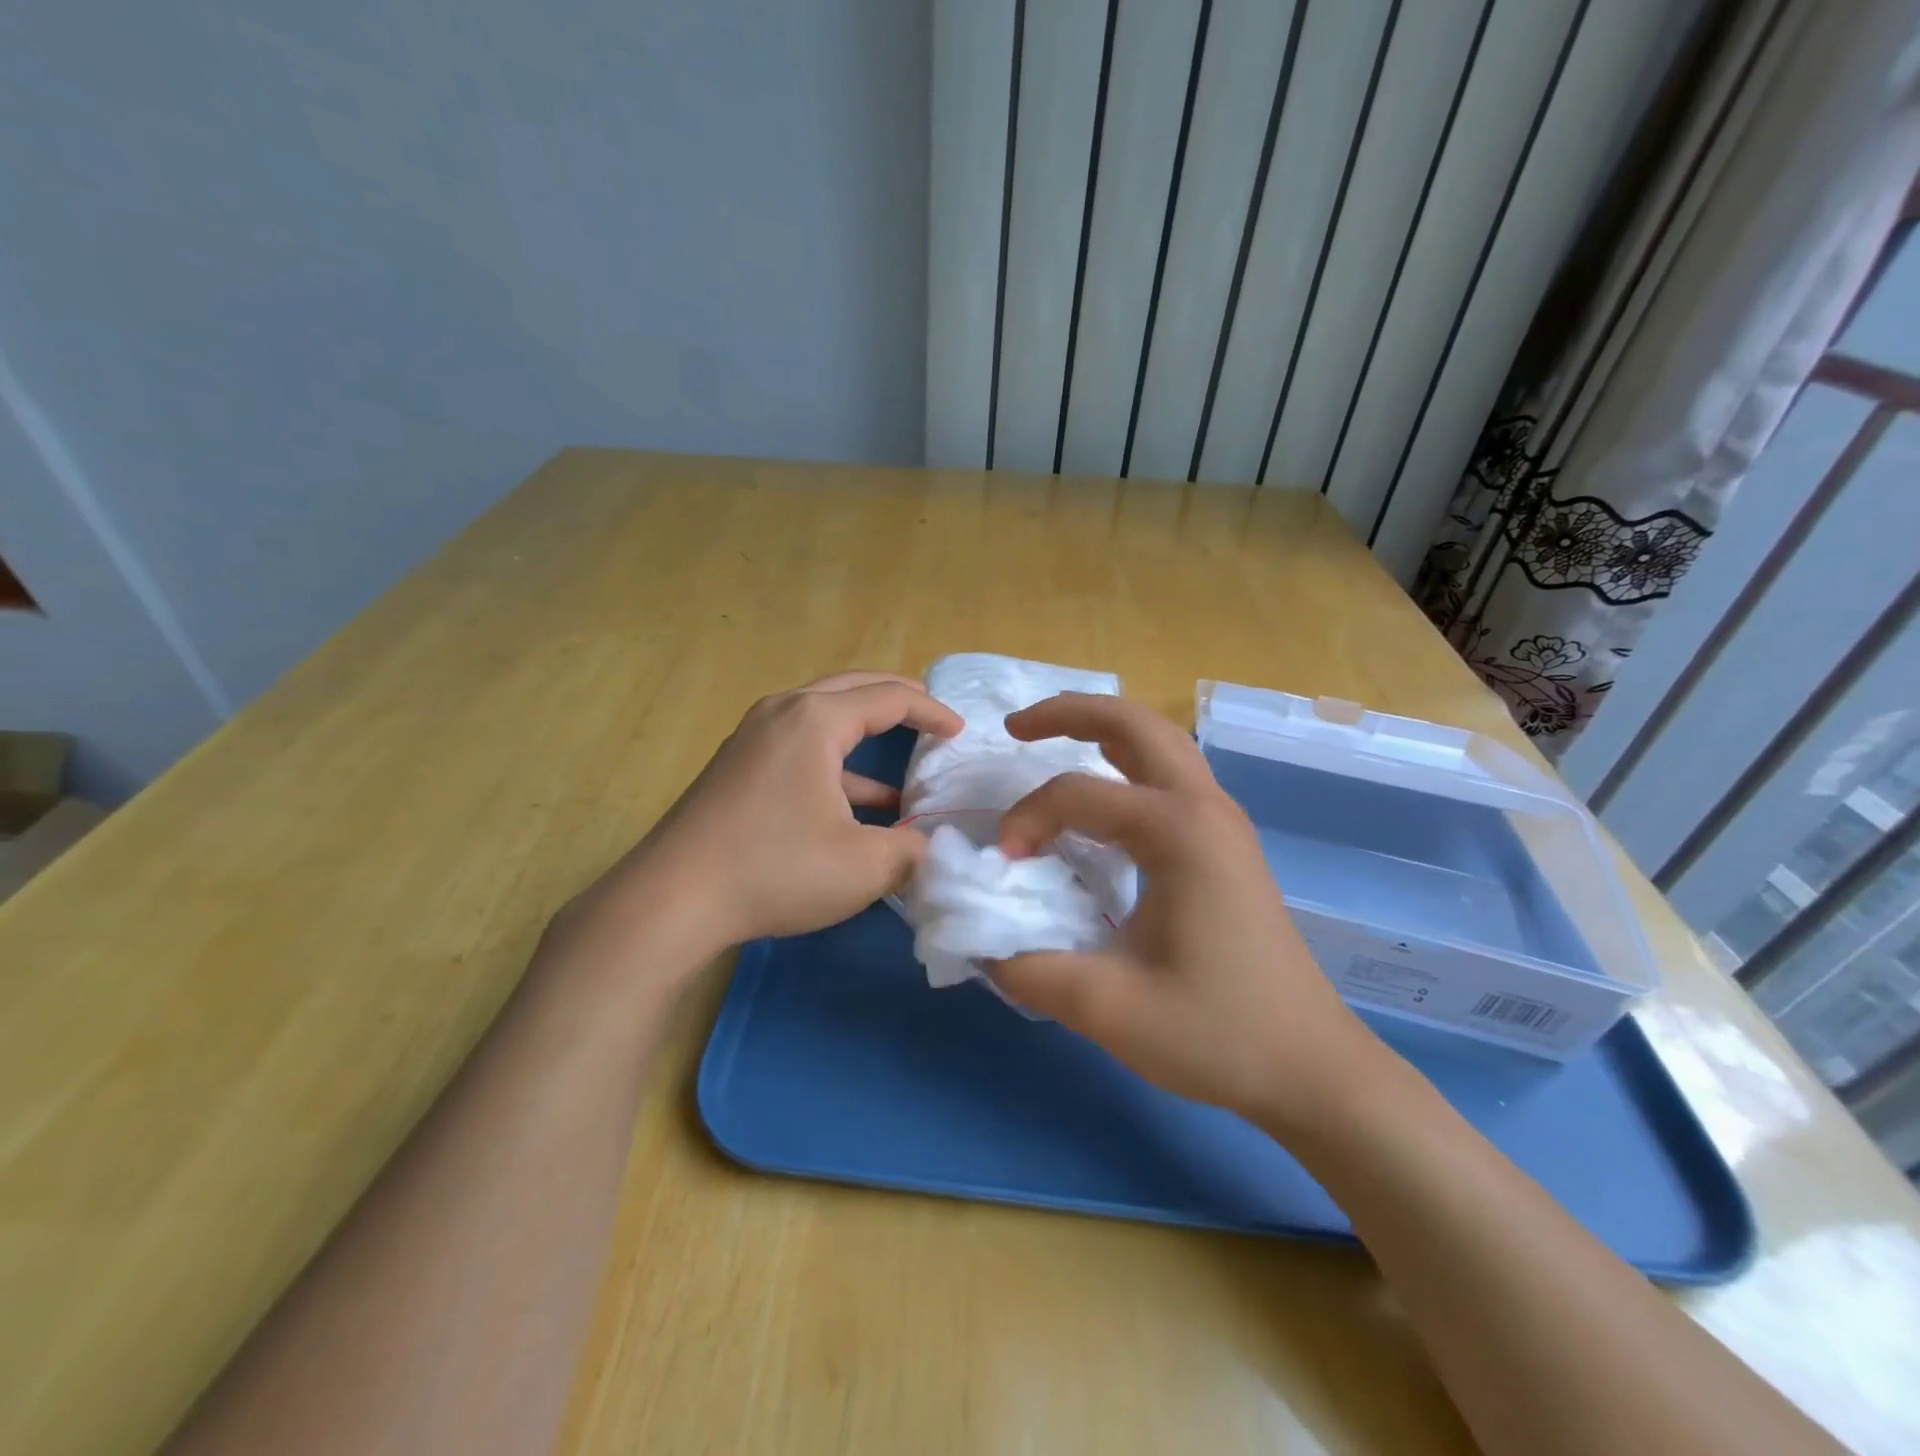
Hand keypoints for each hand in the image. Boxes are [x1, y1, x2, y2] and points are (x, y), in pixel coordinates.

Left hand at [554, 672, 962, 976]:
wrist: (671, 901)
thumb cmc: (775, 870)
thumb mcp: (863, 866)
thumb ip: (912, 851)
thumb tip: (930, 847)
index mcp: (815, 719)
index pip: (888, 697)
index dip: (931, 711)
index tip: (960, 732)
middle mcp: (782, 713)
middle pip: (853, 690)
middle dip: (898, 701)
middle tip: (934, 716)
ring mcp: (753, 738)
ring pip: (824, 718)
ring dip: (866, 734)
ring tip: (906, 761)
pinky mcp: (738, 767)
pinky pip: (800, 748)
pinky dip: (836, 766)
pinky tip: (859, 803)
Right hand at [990, 694, 1390, 1132]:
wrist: (1311, 1069)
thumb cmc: (1218, 1034)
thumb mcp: (1109, 1009)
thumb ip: (1031, 968)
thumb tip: (980, 942)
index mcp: (1179, 831)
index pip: (1079, 794)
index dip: (1027, 820)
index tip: (1003, 867)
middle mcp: (1206, 807)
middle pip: (1135, 725)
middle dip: (1070, 712)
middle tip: (1014, 727)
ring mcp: (1223, 822)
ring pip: (1159, 743)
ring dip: (1102, 730)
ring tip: (1049, 740)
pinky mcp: (1227, 844)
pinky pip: (1170, 776)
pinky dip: (1126, 763)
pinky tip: (1101, 796)